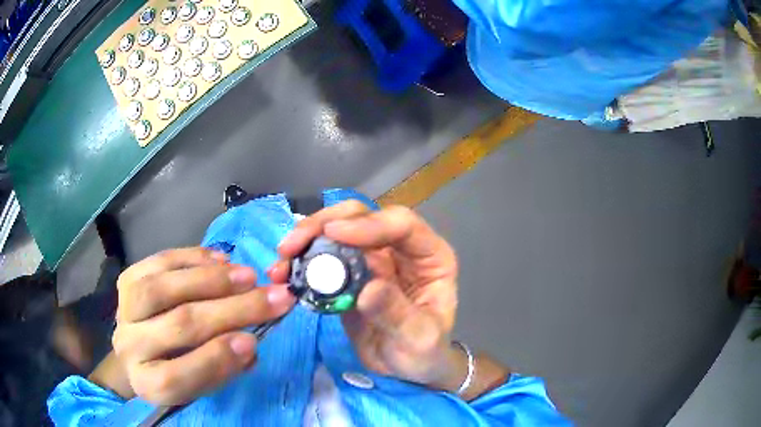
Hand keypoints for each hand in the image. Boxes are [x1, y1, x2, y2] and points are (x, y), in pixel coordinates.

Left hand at [111, 248, 294, 404]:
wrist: (137, 350)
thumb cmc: (175, 371)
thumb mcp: (200, 384)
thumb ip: (222, 368)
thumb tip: (249, 341)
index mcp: (147, 383)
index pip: (176, 377)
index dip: (215, 360)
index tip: (254, 341)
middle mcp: (129, 346)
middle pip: (179, 325)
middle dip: (232, 310)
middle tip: (274, 297)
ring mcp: (123, 309)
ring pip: (164, 288)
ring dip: (212, 279)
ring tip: (248, 276)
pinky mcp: (127, 279)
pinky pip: (159, 261)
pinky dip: (193, 258)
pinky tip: (221, 259)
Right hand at [275, 202, 461, 388]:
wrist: (408, 368)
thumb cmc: (425, 352)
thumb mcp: (419, 339)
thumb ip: (397, 314)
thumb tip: (367, 289)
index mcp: (429, 256)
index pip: (402, 224)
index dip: (368, 224)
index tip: (333, 234)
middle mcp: (400, 249)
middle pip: (362, 217)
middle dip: (324, 224)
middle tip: (292, 246)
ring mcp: (372, 260)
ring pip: (337, 232)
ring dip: (306, 241)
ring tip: (281, 262)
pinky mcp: (349, 275)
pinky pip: (323, 260)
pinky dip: (302, 263)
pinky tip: (284, 274)